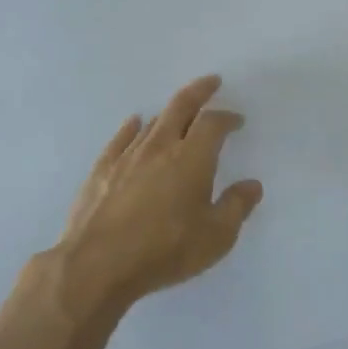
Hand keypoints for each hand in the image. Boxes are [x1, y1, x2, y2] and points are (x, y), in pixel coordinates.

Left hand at [56, 75, 263, 306]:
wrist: (96, 266)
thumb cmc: (164, 250)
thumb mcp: (216, 237)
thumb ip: (236, 207)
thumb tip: (252, 185)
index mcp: (192, 158)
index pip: (213, 123)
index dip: (227, 117)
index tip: (237, 120)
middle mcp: (160, 147)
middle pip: (181, 107)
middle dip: (199, 91)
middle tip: (211, 82)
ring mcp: (127, 157)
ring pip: (152, 123)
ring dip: (169, 113)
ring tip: (179, 112)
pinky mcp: (101, 171)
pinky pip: (120, 138)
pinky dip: (132, 127)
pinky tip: (134, 123)